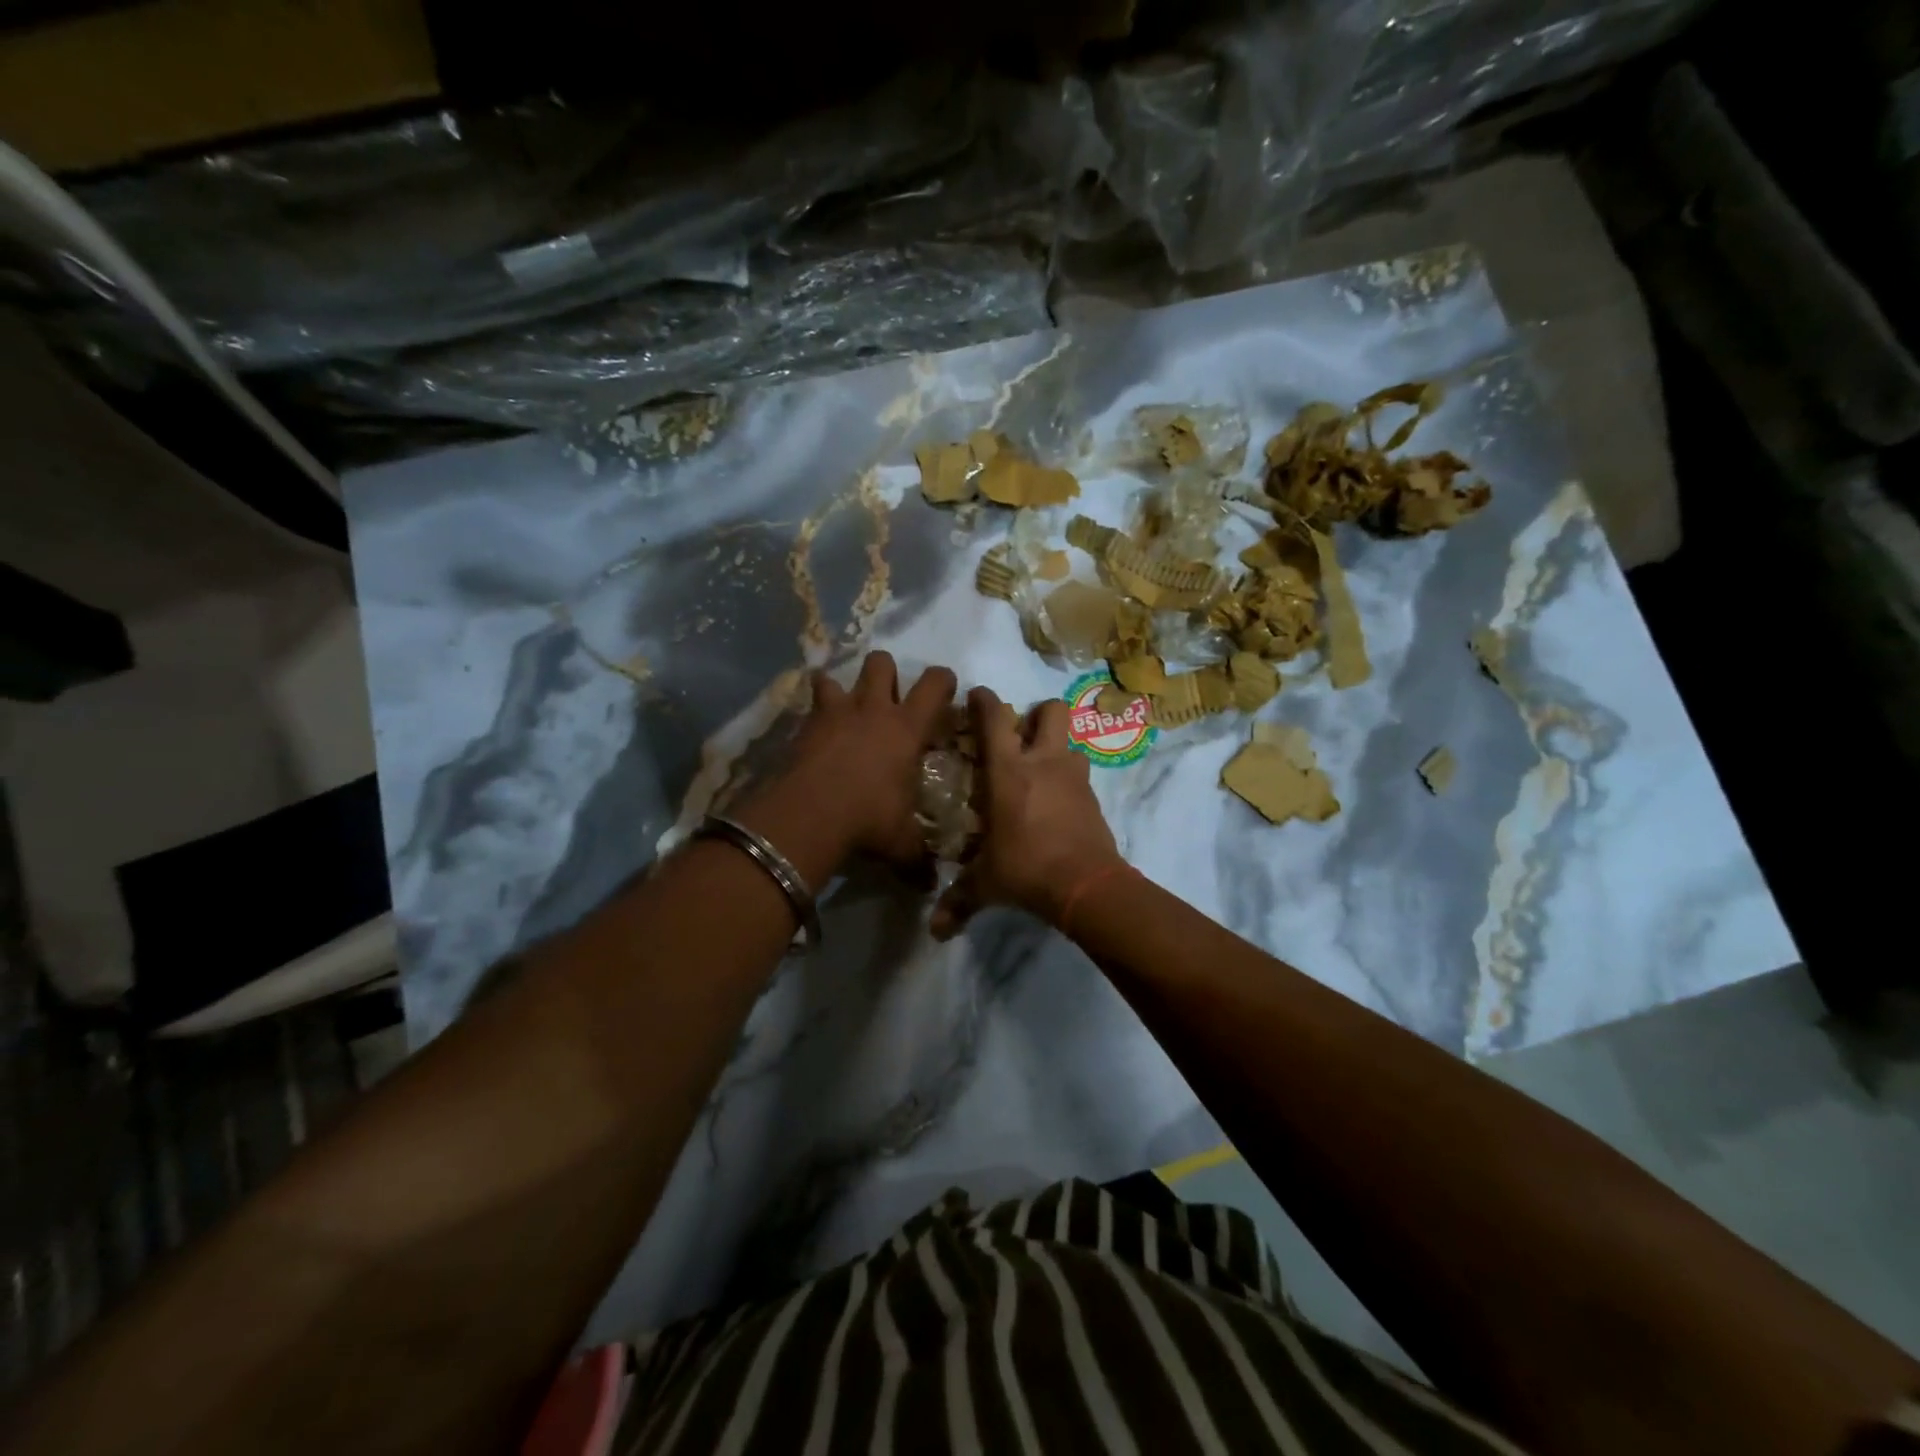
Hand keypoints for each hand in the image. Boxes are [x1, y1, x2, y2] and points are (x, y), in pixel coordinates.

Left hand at [759, 651, 957, 864]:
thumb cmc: (869, 819)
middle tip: (887, 700)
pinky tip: (814, 733)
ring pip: (838, 676)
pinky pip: (809, 705)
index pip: (935, 684)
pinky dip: (813, 713)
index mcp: (907, 728)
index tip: (944, 693)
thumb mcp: (901, 843)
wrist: (810, 814)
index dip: (943, 681)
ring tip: (843, 710)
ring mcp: (835, 712)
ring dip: (842, 688)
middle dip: (886, 673)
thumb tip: (930, 884)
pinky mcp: (805, 725)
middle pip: (881, 663)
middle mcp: (873, 709)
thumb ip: (917, 859)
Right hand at [931, 687, 1123, 940]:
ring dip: (1056, 748)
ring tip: (1040, 771)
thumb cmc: (1026, 869)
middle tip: (1021, 734)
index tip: (976, 696)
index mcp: (1008, 771)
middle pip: (1051, 710)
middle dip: (1037, 713)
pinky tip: (1056, 803)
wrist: (1086, 885)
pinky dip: (1068, 780)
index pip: (995, 717)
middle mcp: (1044, 762)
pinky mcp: (1094, 797)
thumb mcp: (986, 884)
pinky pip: (1080, 774)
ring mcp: (1074, 777)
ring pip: (1071, 741)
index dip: (984, 700)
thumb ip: (959, 901)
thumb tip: (936, 931)